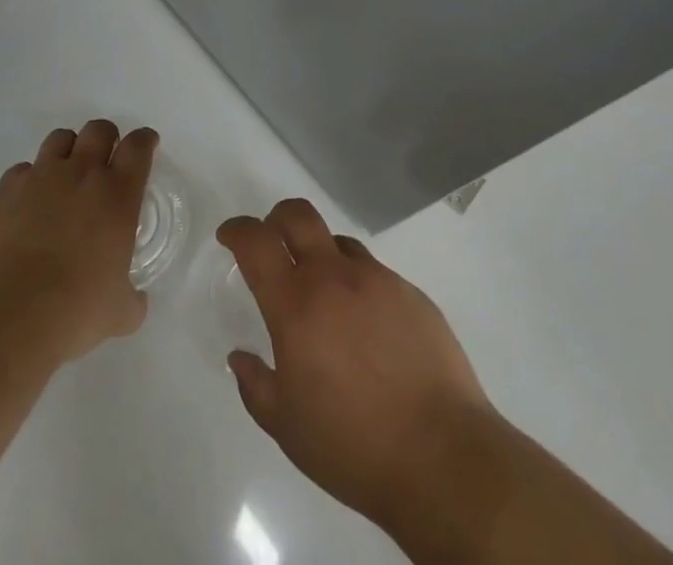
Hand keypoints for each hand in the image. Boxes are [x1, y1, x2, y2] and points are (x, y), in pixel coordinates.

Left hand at [0, 120, 156, 364]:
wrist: (6, 315)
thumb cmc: (74, 311)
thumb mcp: (119, 313)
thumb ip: (132, 298)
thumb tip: (133, 299)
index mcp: (118, 194)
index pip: (138, 146)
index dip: (145, 141)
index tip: (147, 145)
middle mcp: (81, 173)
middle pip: (99, 130)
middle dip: (107, 139)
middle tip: (106, 162)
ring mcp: (41, 176)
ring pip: (60, 138)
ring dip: (69, 150)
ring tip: (66, 176)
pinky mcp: (6, 189)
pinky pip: (23, 169)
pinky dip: (31, 179)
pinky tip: (29, 203)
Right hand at [217, 200, 500, 535]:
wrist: (443, 457)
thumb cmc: (353, 446)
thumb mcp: (287, 428)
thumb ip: (256, 385)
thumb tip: (240, 357)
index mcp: (296, 304)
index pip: (256, 242)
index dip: (237, 230)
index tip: (229, 236)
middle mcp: (335, 277)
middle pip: (298, 215)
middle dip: (276, 219)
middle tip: (272, 243)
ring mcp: (378, 280)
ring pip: (339, 243)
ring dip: (322, 256)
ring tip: (325, 298)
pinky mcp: (412, 294)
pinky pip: (375, 274)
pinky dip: (360, 287)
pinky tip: (369, 330)